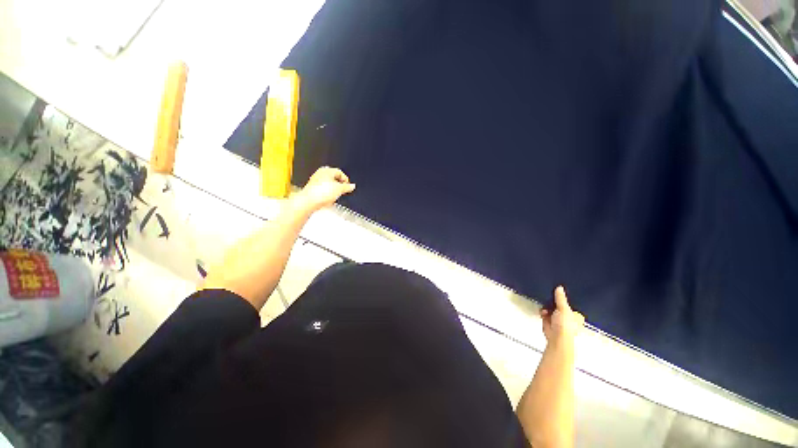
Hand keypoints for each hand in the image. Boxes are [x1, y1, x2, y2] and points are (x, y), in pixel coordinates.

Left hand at [293, 166, 355, 211]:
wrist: (309, 201)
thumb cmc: (322, 192)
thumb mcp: (340, 189)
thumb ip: (347, 187)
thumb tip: (352, 186)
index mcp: (327, 170)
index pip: (339, 172)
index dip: (345, 179)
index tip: (348, 186)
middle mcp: (320, 174)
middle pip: (333, 178)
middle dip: (339, 185)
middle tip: (342, 191)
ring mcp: (315, 181)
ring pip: (328, 185)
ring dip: (333, 190)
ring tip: (335, 196)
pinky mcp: (312, 189)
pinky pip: (322, 190)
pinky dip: (327, 194)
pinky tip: (328, 199)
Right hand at [540, 286, 584, 342]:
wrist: (557, 337)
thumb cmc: (565, 324)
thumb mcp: (564, 308)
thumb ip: (561, 298)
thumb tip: (560, 287)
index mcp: (576, 316)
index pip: (571, 305)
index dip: (565, 300)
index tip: (558, 294)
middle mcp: (568, 318)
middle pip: (559, 307)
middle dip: (553, 303)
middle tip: (550, 298)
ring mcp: (558, 321)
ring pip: (551, 310)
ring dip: (547, 308)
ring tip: (546, 307)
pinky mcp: (549, 323)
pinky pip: (545, 314)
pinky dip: (543, 313)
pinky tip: (543, 312)